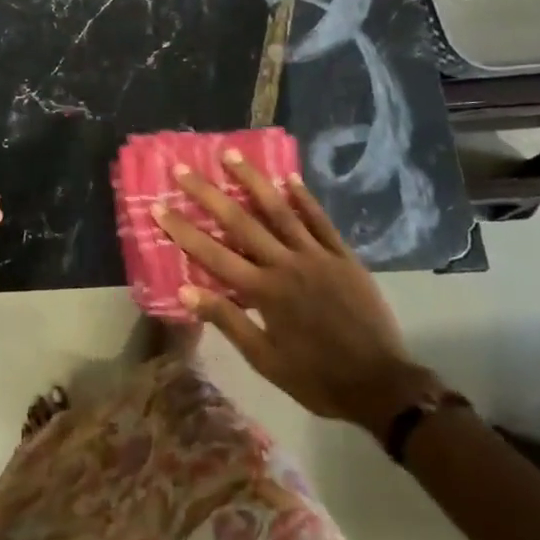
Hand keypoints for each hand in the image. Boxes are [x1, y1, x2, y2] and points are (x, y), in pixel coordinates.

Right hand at [154, 154, 436, 432]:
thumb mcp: (265, 359)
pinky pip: (320, 220)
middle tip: (182, 168)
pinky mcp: (343, 256)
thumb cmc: (316, 378)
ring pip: (279, 210)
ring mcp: (317, 256)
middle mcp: (286, 264)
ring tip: (230, 154)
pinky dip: (304, 197)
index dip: (183, 230)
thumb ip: (227, 320)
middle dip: (208, 193)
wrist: (381, 385)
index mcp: (264, 291)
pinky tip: (289, 177)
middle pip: (240, 221)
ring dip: (252, 180)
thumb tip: (186, 290)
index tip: (158, 206)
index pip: (213, 254)